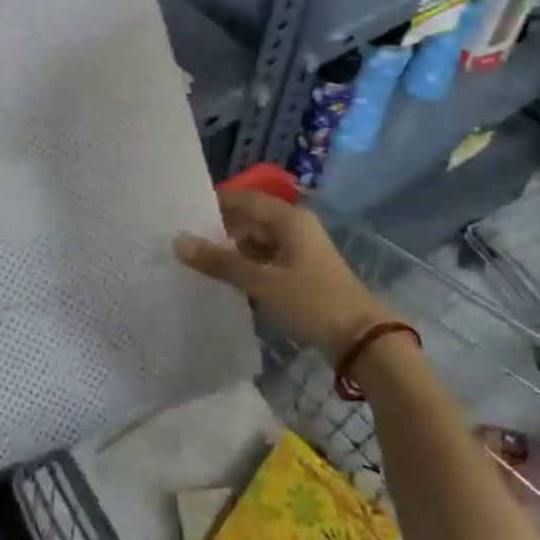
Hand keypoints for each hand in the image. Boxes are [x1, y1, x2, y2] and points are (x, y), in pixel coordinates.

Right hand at [175, 190, 397, 365]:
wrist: (361, 340)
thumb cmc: (311, 300)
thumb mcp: (262, 282)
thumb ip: (220, 262)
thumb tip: (179, 242)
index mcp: (289, 218)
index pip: (244, 199)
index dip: (215, 204)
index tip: (183, 213)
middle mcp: (295, 227)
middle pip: (250, 221)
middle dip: (220, 231)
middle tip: (184, 242)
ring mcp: (299, 251)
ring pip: (257, 243)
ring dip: (232, 253)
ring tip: (197, 263)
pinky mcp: (301, 274)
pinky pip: (266, 262)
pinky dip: (247, 268)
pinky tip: (224, 281)